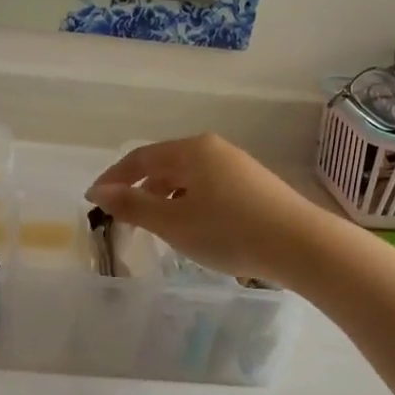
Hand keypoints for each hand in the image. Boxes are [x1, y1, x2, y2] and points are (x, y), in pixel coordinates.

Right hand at [86, 134, 328, 285]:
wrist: (300, 245)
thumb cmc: (228, 231)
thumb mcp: (173, 222)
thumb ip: (133, 206)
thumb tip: (100, 192)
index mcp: (191, 150)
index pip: (140, 158)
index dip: (114, 178)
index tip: (94, 199)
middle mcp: (214, 149)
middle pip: (165, 164)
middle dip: (140, 188)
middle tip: (124, 215)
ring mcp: (237, 165)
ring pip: (188, 177)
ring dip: (165, 197)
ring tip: (156, 225)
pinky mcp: (254, 185)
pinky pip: (208, 187)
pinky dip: (189, 202)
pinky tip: (193, 226)